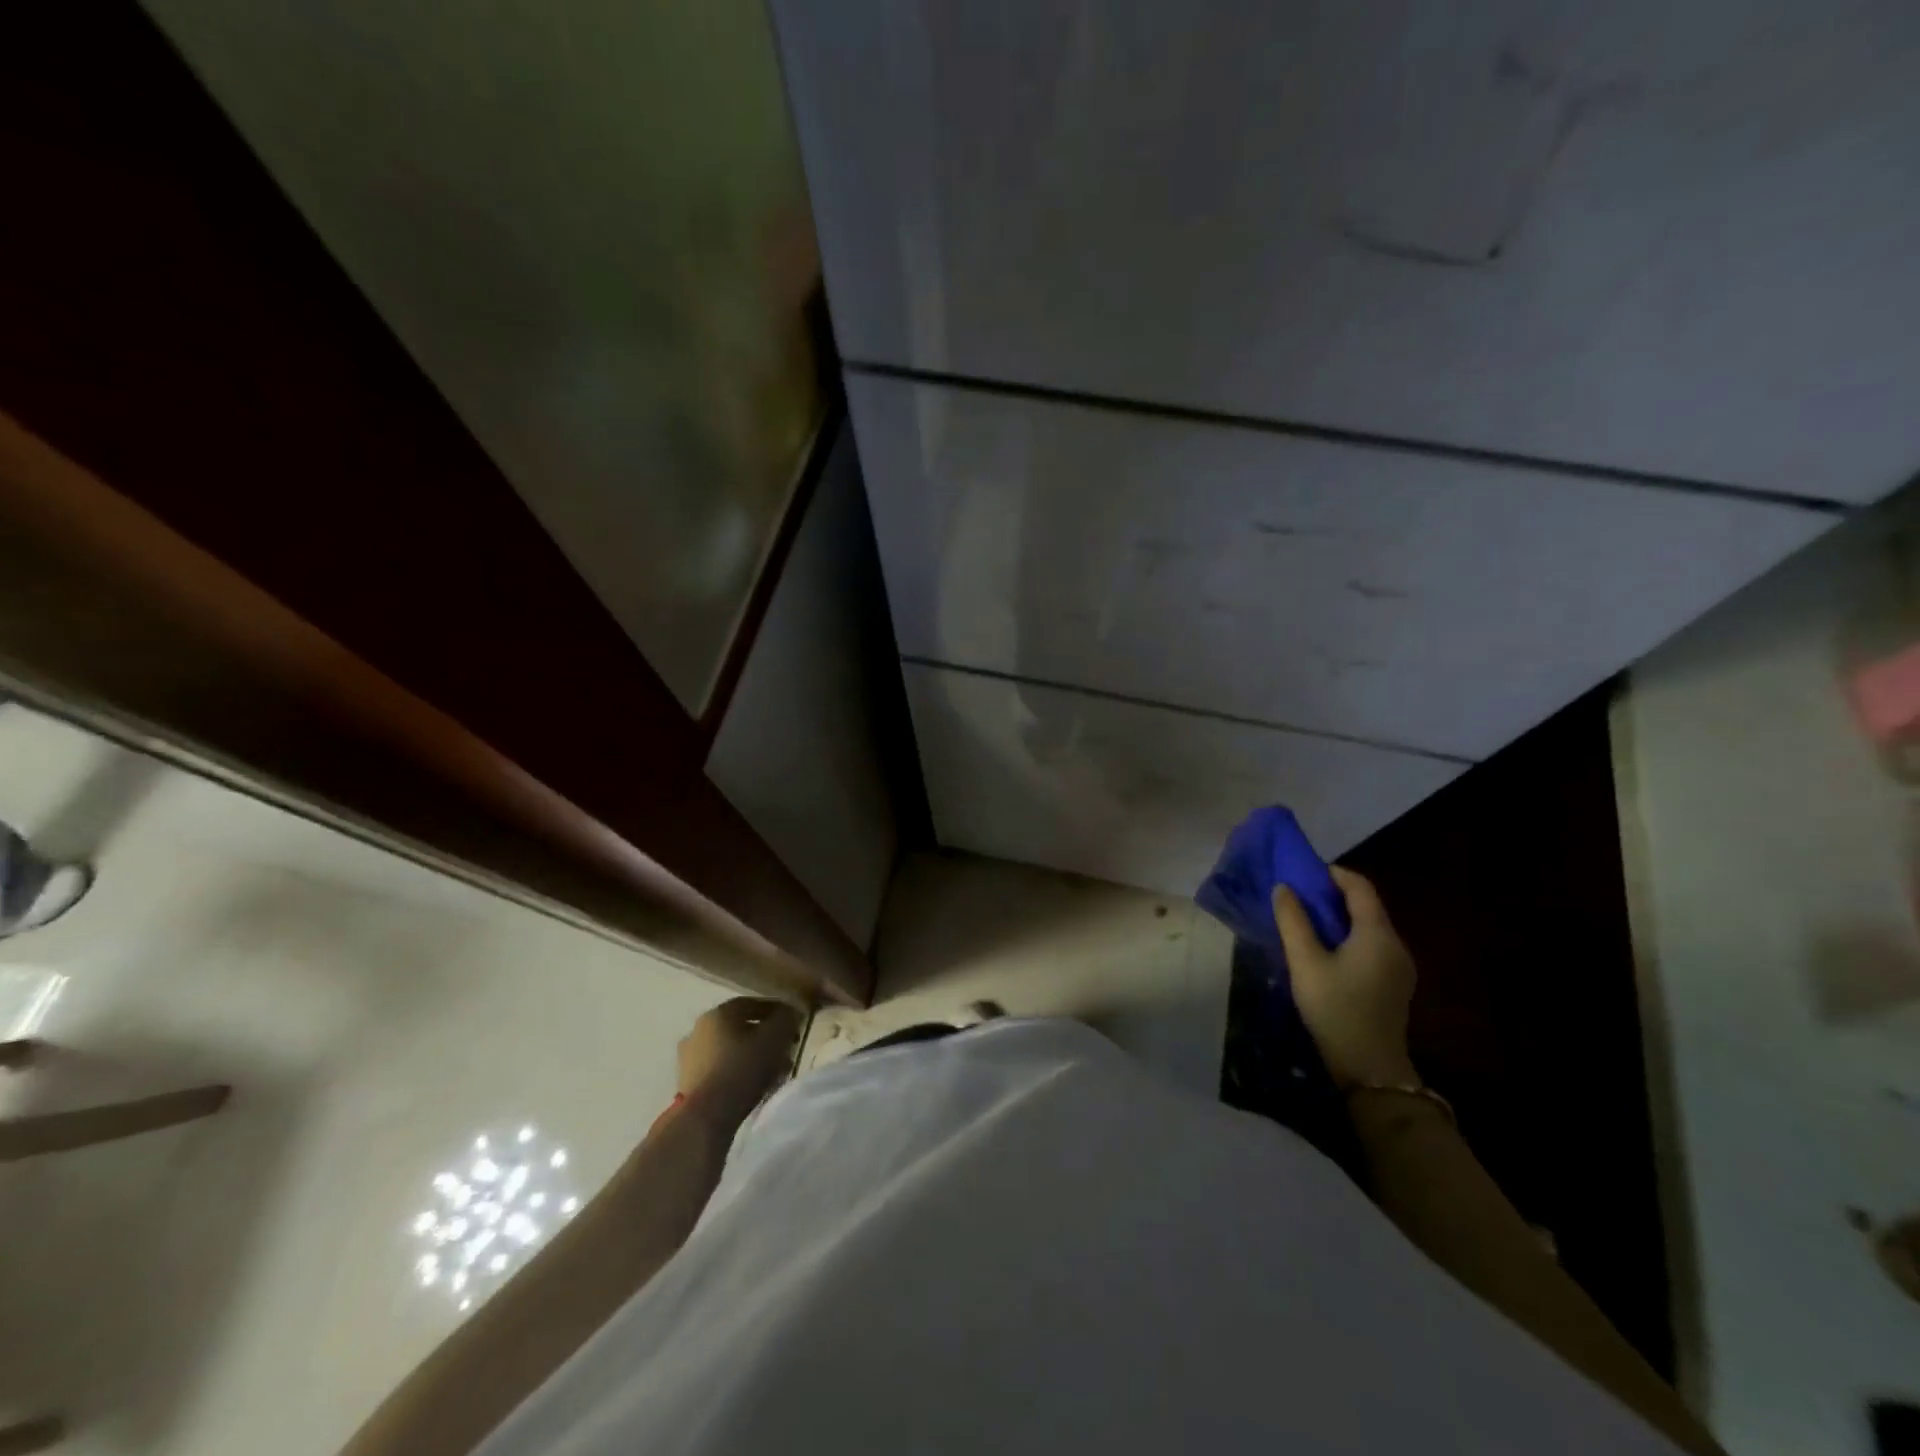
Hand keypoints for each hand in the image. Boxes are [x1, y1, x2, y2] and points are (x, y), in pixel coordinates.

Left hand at [677, 998, 801, 1111]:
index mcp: (717, 1013)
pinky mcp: (688, 1084)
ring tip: (774, 1072)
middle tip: (785, 1049)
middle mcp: (698, 1030)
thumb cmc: (742, 1069)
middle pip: (740, 1028)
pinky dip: (738, 1073)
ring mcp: (689, 1059)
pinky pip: (721, 1070)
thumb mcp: (774, 1038)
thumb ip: (786, 1020)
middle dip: (765, 1037)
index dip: (776, 1010)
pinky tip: (755, 1086)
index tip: (794, 1022)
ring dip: (752, 1057)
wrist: (705, 1117)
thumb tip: (790, 1012)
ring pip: (730, 1050)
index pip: (752, 1003)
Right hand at [1272, 867, 1417, 1089]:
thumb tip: (1283, 888)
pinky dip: (1349, 937)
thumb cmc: (1335, 1009)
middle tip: (1298, 898)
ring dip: (1339, 918)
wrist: (1370, 1069)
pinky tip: (1326, 952)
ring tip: (1306, 923)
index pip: (1360, 887)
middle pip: (1367, 906)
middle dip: (1332, 895)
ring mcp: (1400, 967)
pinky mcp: (1395, 984)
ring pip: (1369, 927)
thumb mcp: (1305, 962)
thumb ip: (1293, 921)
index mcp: (1378, 934)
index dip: (1332, 874)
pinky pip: (1372, 946)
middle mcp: (1396, 944)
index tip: (1302, 874)